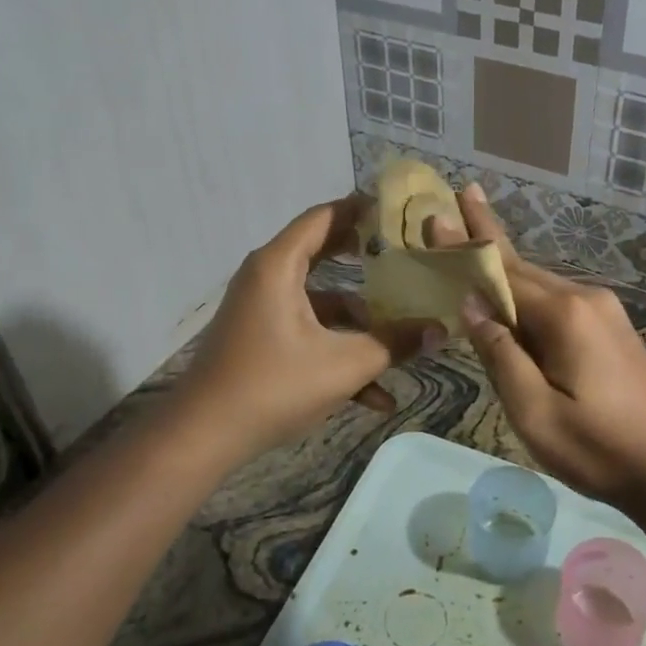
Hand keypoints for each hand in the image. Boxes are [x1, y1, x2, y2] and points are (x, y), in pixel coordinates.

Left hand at [168, 196, 443, 460]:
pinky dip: (336, 351)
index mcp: (279, 265)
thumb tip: (441, 329)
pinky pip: (307, 332)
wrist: (204, 436)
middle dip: (367, 257)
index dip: (361, 209)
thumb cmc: (274, 386)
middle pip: (324, 252)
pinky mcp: (262, 338)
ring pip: (321, 302)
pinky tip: (374, 396)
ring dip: (359, 322)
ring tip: (403, 338)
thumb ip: (394, 343)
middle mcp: (268, 277)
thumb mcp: (344, 365)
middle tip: (407, 253)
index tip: (399, 210)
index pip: (324, 217)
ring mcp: (263, 309)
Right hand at [431, 185, 645, 508]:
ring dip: (505, 266)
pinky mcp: (611, 329)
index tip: (437, 213)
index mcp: (564, 314)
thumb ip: (501, 354)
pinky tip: (511, 295)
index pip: (501, 272)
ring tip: (474, 238)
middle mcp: (584, 298)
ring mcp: (603, 311)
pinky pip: (557, 301)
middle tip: (459, 201)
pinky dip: (526, 292)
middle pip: (522, 267)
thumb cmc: (600, 448)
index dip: (465, 247)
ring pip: (540, 284)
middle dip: (485, 238)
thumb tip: (472, 305)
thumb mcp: (535, 411)